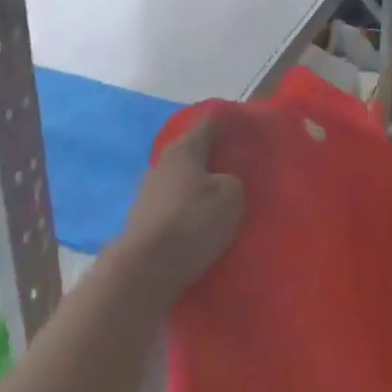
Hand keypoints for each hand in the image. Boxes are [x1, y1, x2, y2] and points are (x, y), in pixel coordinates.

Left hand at [112, 112, 245, 302]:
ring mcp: (149, 190)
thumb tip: (223, 181)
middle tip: (242, 164)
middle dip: (217, 155)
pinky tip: (203, 220)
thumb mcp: (230, 198)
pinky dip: (189, 206)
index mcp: (184, 149)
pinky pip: (175, 203)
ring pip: (184, 178)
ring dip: (202, 184)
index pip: (210, 122)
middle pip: (195, 150)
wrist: (143, 270)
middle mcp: (163, 162)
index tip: (248, 125)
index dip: (230, 120)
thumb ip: (234, 181)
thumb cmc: (190, 224)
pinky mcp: (144, 217)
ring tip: (224, 197)